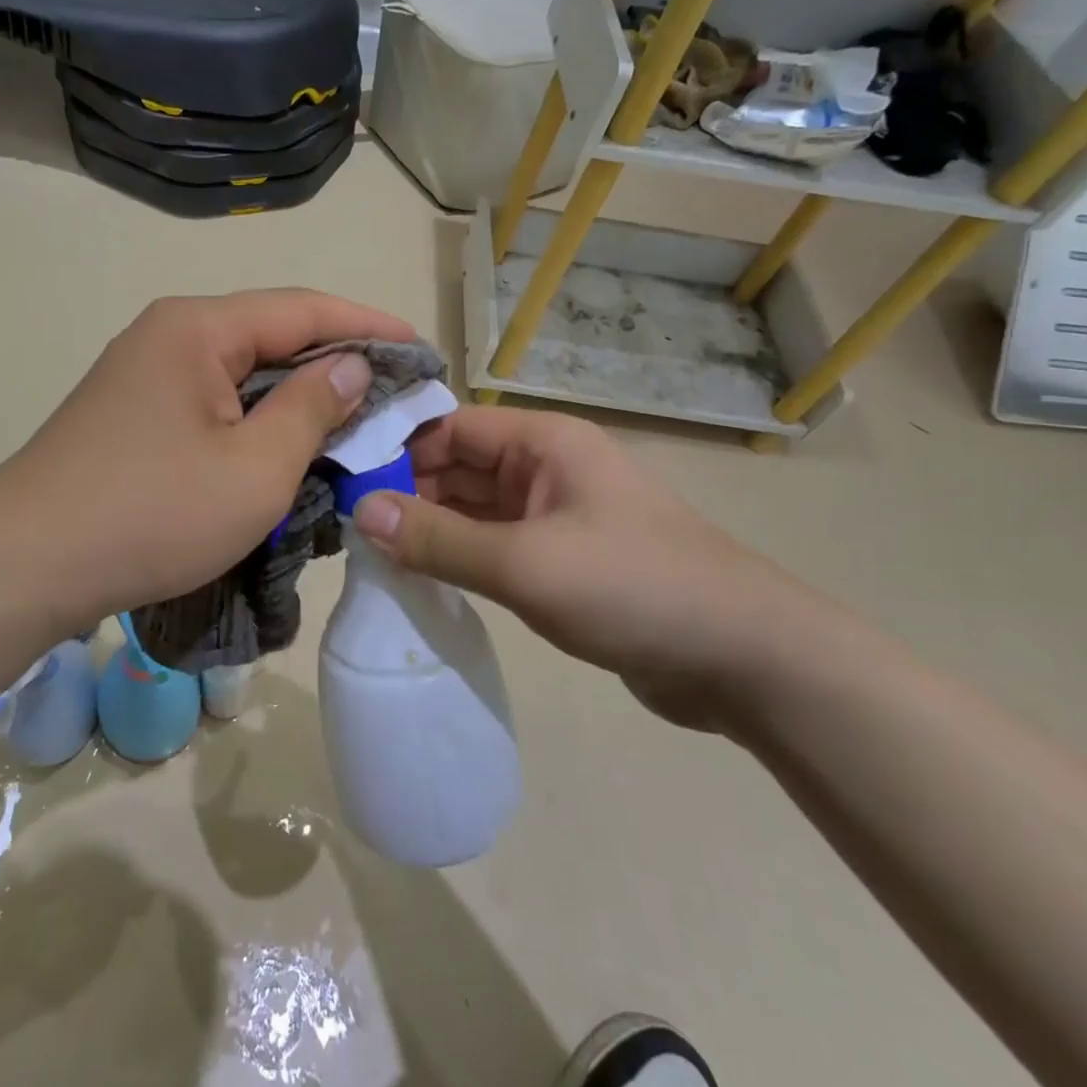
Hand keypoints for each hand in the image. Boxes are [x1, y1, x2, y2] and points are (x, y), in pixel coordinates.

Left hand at [0, 290, 413, 633]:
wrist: (25, 566)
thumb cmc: (152, 514)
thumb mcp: (256, 469)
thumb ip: (313, 408)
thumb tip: (352, 365)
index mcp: (199, 328)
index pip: (304, 309)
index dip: (370, 325)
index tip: (422, 350)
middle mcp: (170, 334)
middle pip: (273, 335)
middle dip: (338, 362)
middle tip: (396, 394)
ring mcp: (146, 373)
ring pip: (245, 372)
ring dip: (299, 396)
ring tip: (355, 423)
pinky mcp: (135, 412)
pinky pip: (216, 401)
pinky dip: (260, 419)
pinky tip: (288, 447)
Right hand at [350, 407, 850, 730]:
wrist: (745, 659)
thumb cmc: (633, 587)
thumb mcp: (525, 563)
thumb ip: (439, 538)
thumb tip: (360, 510)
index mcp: (543, 443)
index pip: (450, 427)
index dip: (396, 448)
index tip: (342, 480)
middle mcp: (546, 468)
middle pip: (458, 467)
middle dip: (406, 492)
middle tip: (345, 527)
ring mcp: (555, 516)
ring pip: (473, 510)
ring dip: (429, 528)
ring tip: (368, 555)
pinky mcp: (561, 560)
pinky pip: (494, 546)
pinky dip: (459, 557)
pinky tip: (419, 578)